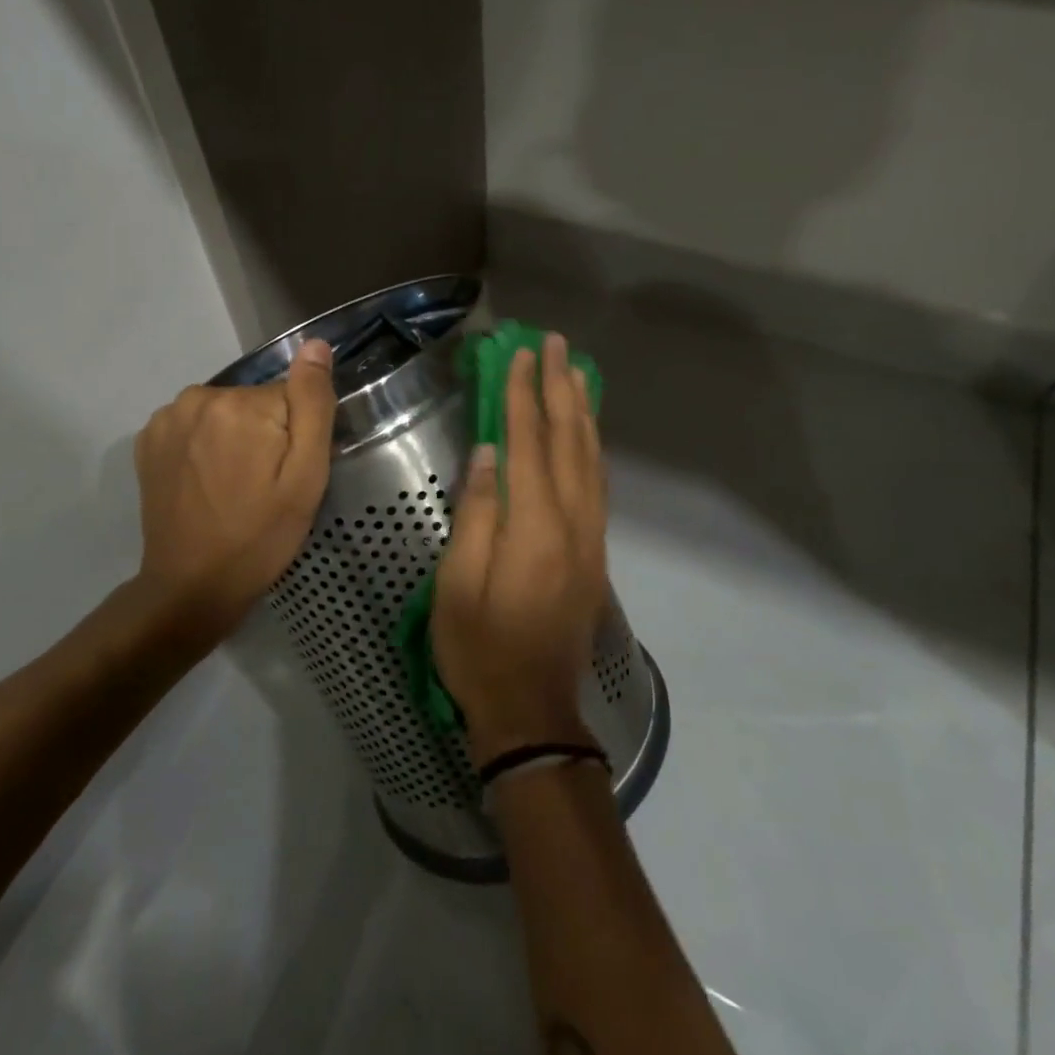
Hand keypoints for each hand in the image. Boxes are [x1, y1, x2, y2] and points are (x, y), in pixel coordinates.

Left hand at [132, 340, 336, 646]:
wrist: (192, 585)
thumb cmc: (261, 534)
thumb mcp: (306, 475)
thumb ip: (313, 403)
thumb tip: (315, 345)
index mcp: (241, 403)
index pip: (290, 397)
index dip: (295, 435)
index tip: (286, 473)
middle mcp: (197, 397)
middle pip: (254, 401)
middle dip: (264, 434)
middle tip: (264, 484)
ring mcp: (166, 418)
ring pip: (223, 412)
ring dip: (233, 437)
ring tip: (234, 486)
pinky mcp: (147, 440)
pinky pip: (193, 426)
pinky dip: (203, 445)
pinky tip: (206, 482)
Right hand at [432, 333, 608, 764]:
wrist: (533, 709)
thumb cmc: (479, 648)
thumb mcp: (457, 584)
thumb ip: (476, 514)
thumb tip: (488, 454)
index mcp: (534, 527)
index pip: (528, 443)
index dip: (524, 395)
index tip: (521, 354)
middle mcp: (572, 522)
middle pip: (569, 441)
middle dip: (561, 388)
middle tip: (557, 345)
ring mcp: (590, 537)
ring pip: (591, 459)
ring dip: (582, 411)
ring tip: (577, 372)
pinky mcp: (594, 552)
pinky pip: (597, 483)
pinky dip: (592, 447)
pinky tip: (585, 433)